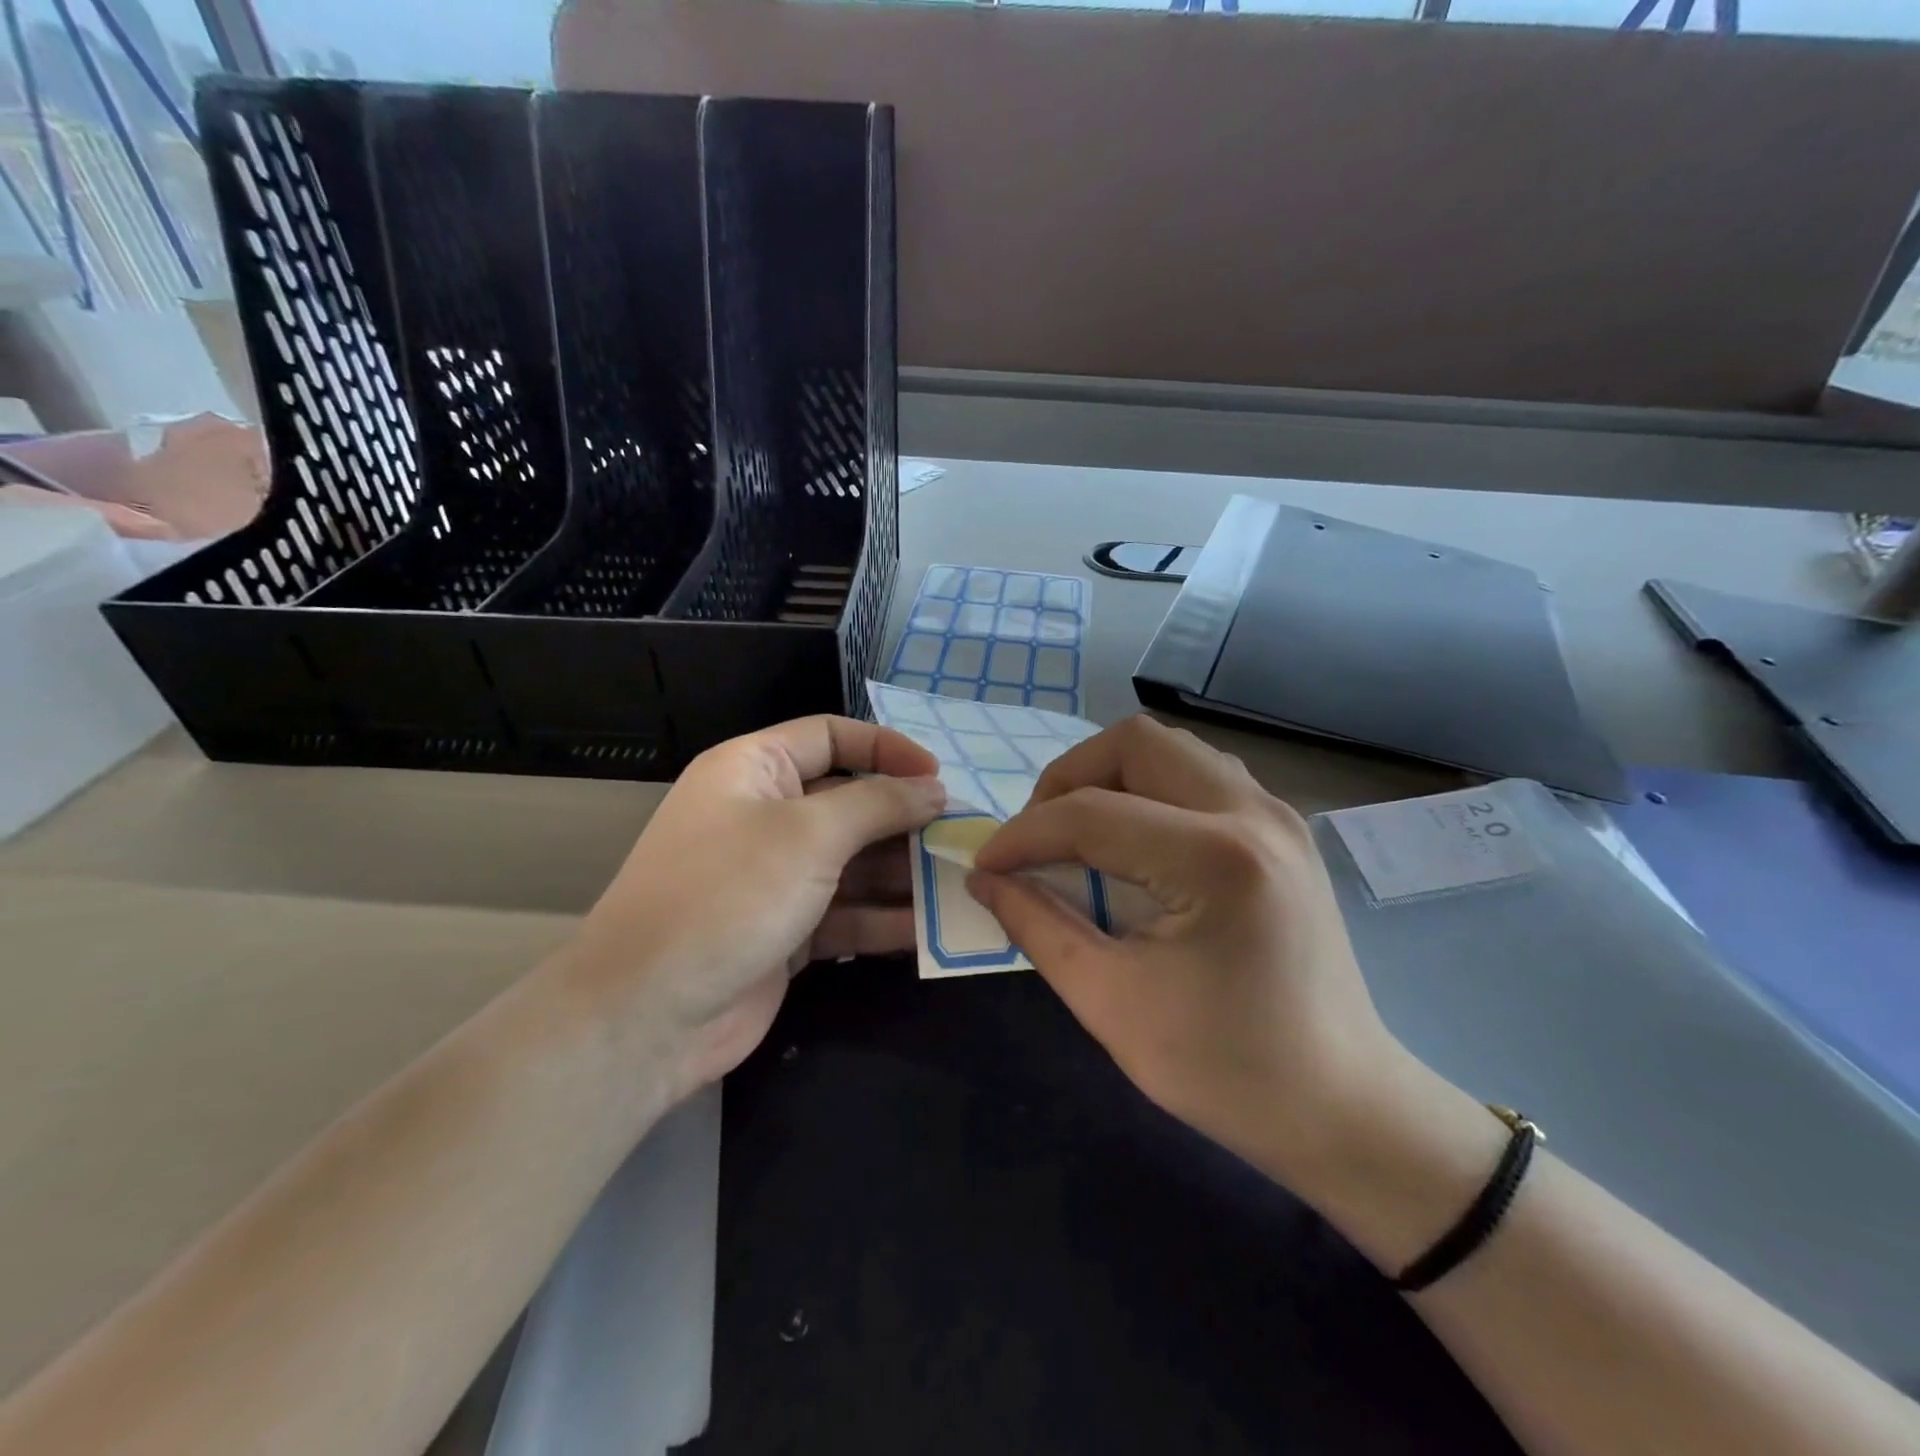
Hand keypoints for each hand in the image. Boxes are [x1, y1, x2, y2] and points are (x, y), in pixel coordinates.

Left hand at [569, 716, 944, 1101]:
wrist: (648, 1014)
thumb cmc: (729, 894)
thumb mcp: (810, 834)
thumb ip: (879, 804)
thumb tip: (933, 788)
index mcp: (754, 769)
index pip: (831, 737)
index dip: (886, 749)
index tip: (938, 777)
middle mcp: (763, 815)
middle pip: (849, 802)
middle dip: (903, 819)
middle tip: (960, 837)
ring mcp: (774, 878)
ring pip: (852, 862)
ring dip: (901, 873)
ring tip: (956, 883)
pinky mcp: (785, 931)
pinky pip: (845, 913)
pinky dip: (882, 919)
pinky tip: (927, 930)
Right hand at [968, 715, 1409, 1184]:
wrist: (1342, 1105)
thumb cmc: (1226, 1069)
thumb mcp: (1111, 1004)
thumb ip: (1038, 927)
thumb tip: (985, 878)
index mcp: (1215, 860)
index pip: (1089, 815)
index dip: (1022, 836)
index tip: (986, 867)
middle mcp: (1253, 814)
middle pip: (1134, 742)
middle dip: (1068, 779)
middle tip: (1040, 838)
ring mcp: (1277, 815)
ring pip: (1170, 748)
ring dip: (1111, 776)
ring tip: (1081, 833)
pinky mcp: (1284, 830)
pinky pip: (1201, 773)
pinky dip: (1151, 788)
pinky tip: (1135, 841)